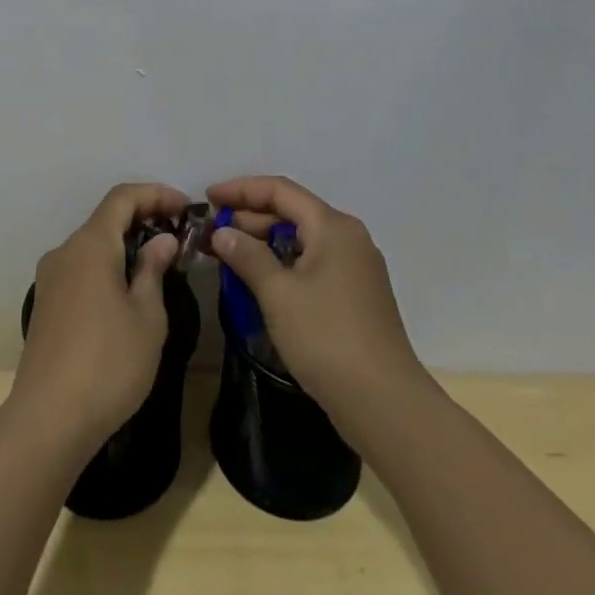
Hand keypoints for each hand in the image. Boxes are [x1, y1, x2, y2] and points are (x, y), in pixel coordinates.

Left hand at [12, 182, 188, 453]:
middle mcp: (65, 251)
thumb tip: (162, 241)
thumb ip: (153, 270)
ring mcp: (50, 278)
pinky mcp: (45, 304)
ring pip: (92, 245)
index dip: (156, 194)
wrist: (47, 420)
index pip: (123, 197)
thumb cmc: (108, 364)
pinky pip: (81, 268)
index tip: (185, 206)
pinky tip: (126, 291)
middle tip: (177, 236)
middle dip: (143, 219)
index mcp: (90, 245)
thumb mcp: (146, 317)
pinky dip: (107, 266)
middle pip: (105, 219)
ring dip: (125, 245)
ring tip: (157, 265)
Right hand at [207, 176, 426, 428]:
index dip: (241, 189)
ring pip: (303, 239)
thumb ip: (247, 256)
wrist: (386, 405)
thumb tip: (222, 232)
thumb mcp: (278, 294)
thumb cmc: (327, 339)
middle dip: (250, 217)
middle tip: (212, 231)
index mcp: (332, 226)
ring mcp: (356, 267)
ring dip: (265, 242)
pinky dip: (284, 263)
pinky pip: (313, 262)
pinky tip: (261, 280)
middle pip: (293, 211)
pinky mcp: (357, 294)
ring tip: (229, 254)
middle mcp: (348, 237)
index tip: (208, 197)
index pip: (280, 191)